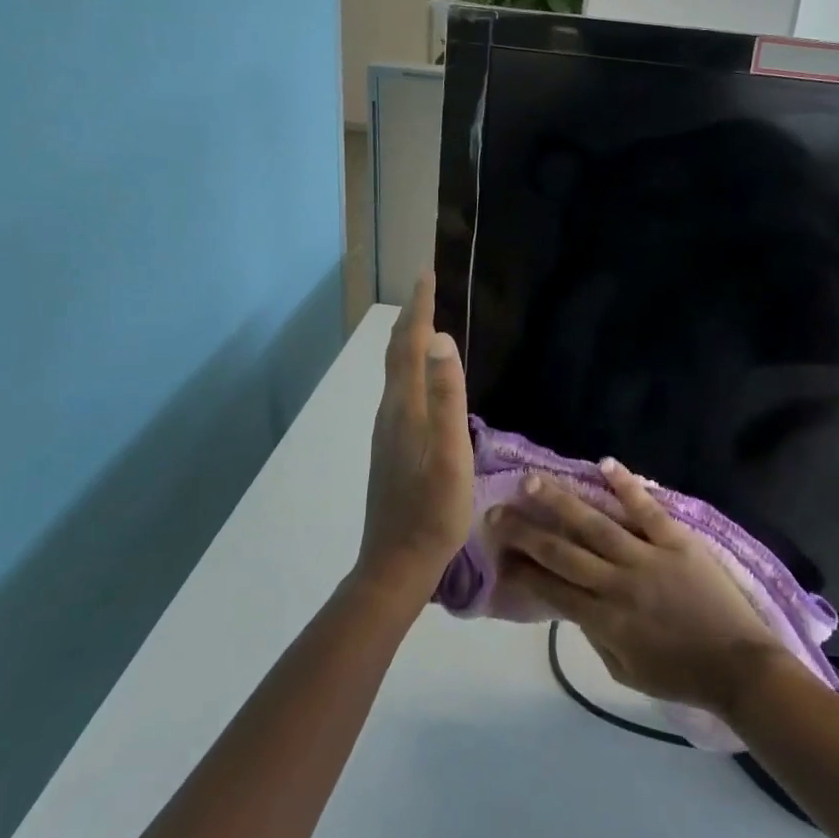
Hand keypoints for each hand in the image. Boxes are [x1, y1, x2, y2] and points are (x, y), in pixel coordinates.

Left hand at [357, 274, 473, 604]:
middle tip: (427, 287)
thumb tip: (439, 339)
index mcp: (404, 407)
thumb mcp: (450, 453)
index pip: (409, 344)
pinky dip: (410, 366)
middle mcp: (390, 411)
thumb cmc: (433, 510)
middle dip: (411, 316)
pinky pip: (401, 390)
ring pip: (396, 372)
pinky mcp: (392, 446)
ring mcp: (388, 431)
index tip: (426, 273)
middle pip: (397, 353)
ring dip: (409, 340)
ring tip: (426, 320)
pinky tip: (423, 378)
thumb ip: (446, 396)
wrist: (396, 564)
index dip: (418, 308)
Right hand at [491, 461, 789, 719]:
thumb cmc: (679, 674)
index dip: (521, 570)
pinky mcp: (677, 540)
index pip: (551, 589)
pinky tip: (604, 463)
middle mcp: (618, 584)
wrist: (739, 666)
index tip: (496, 553)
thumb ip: (594, 634)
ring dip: (561, 502)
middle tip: (497, 511)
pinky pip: (646, 509)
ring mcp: (648, 557)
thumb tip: (570, 600)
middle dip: (525, 532)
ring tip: (532, 482)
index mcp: (605, 620)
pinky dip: (626, 485)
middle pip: (563, 552)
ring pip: (596, 524)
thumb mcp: (625, 669)